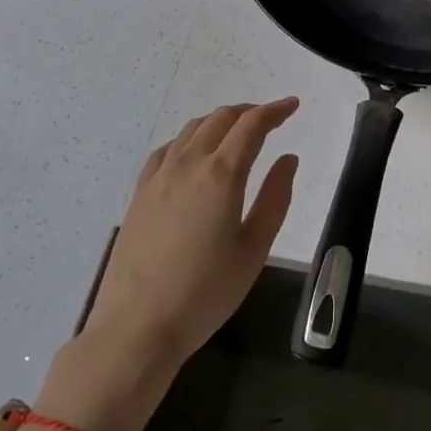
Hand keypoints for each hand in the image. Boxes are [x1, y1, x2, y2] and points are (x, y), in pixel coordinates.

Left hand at [81, 99, 299, 366]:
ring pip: (192, 129)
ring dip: (219, 121)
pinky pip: (168, 149)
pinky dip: (190, 139)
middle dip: (248, 112)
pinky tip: (194, 154)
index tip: (293, 105)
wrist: (137, 325)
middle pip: (220, 119)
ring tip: (236, 131)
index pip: (251, 125)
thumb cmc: (206, 292)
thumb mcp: (254, 249)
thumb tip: (287, 159)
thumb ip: (274, 198)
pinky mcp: (139, 193)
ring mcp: (158, 176)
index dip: (275, 110)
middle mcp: (188, 164)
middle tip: (270, 118)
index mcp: (221, 175)